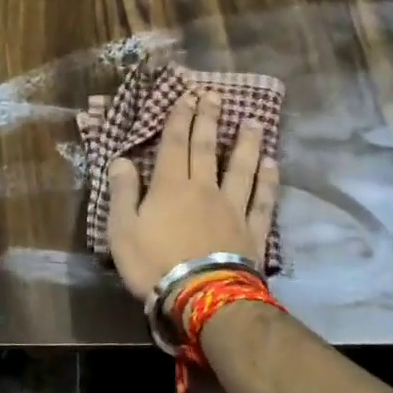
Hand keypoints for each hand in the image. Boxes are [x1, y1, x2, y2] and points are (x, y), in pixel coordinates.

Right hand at [106, 89, 279, 300]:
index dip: (178, 120)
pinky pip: (262, 200)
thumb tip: (120, 160)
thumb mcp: (123, 229)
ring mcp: (232, 208)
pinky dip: (268, 181)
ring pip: (241, 169)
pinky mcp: (252, 231)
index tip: (186, 97)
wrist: (202, 297)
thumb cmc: (154, 263)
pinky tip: (272, 165)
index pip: (173, 145)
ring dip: (246, 144)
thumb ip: (123, 193)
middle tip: (216, 96)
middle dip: (209, 121)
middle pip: (207, 149)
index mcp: (170, 187)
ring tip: (253, 122)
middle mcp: (203, 188)